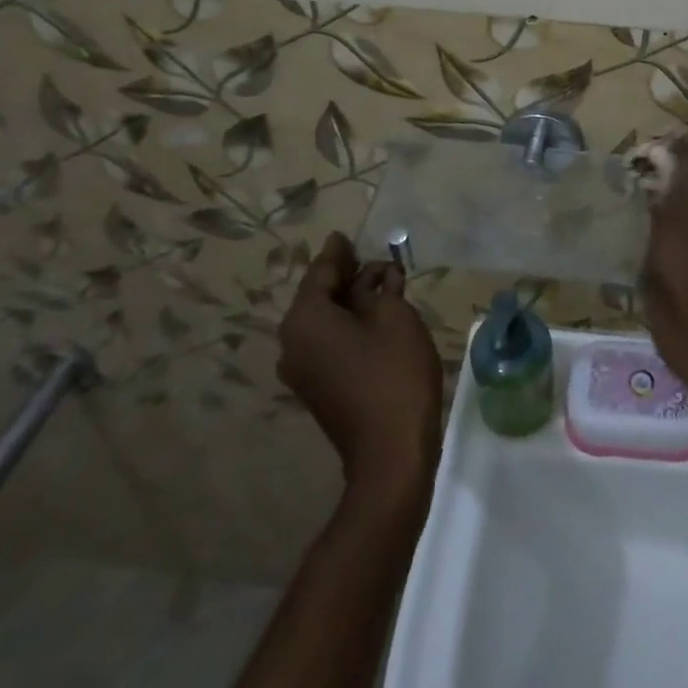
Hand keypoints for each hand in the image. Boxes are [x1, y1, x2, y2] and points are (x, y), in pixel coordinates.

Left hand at [278, 231, 442, 500]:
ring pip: (327, 320)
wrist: (390, 453)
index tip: (344, 234)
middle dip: (350, 276)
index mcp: (305, 319)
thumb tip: (370, 277)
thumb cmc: (394, 373)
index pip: (322, 271)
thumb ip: (378, 287)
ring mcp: (303, 369)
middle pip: (321, 296)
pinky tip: (379, 315)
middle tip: (377, 259)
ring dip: (354, 301)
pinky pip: (330, 342)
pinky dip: (351, 324)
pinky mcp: (319, 387)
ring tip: (386, 283)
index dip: (339, 252)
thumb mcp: (393, 316)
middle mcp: (293, 342)